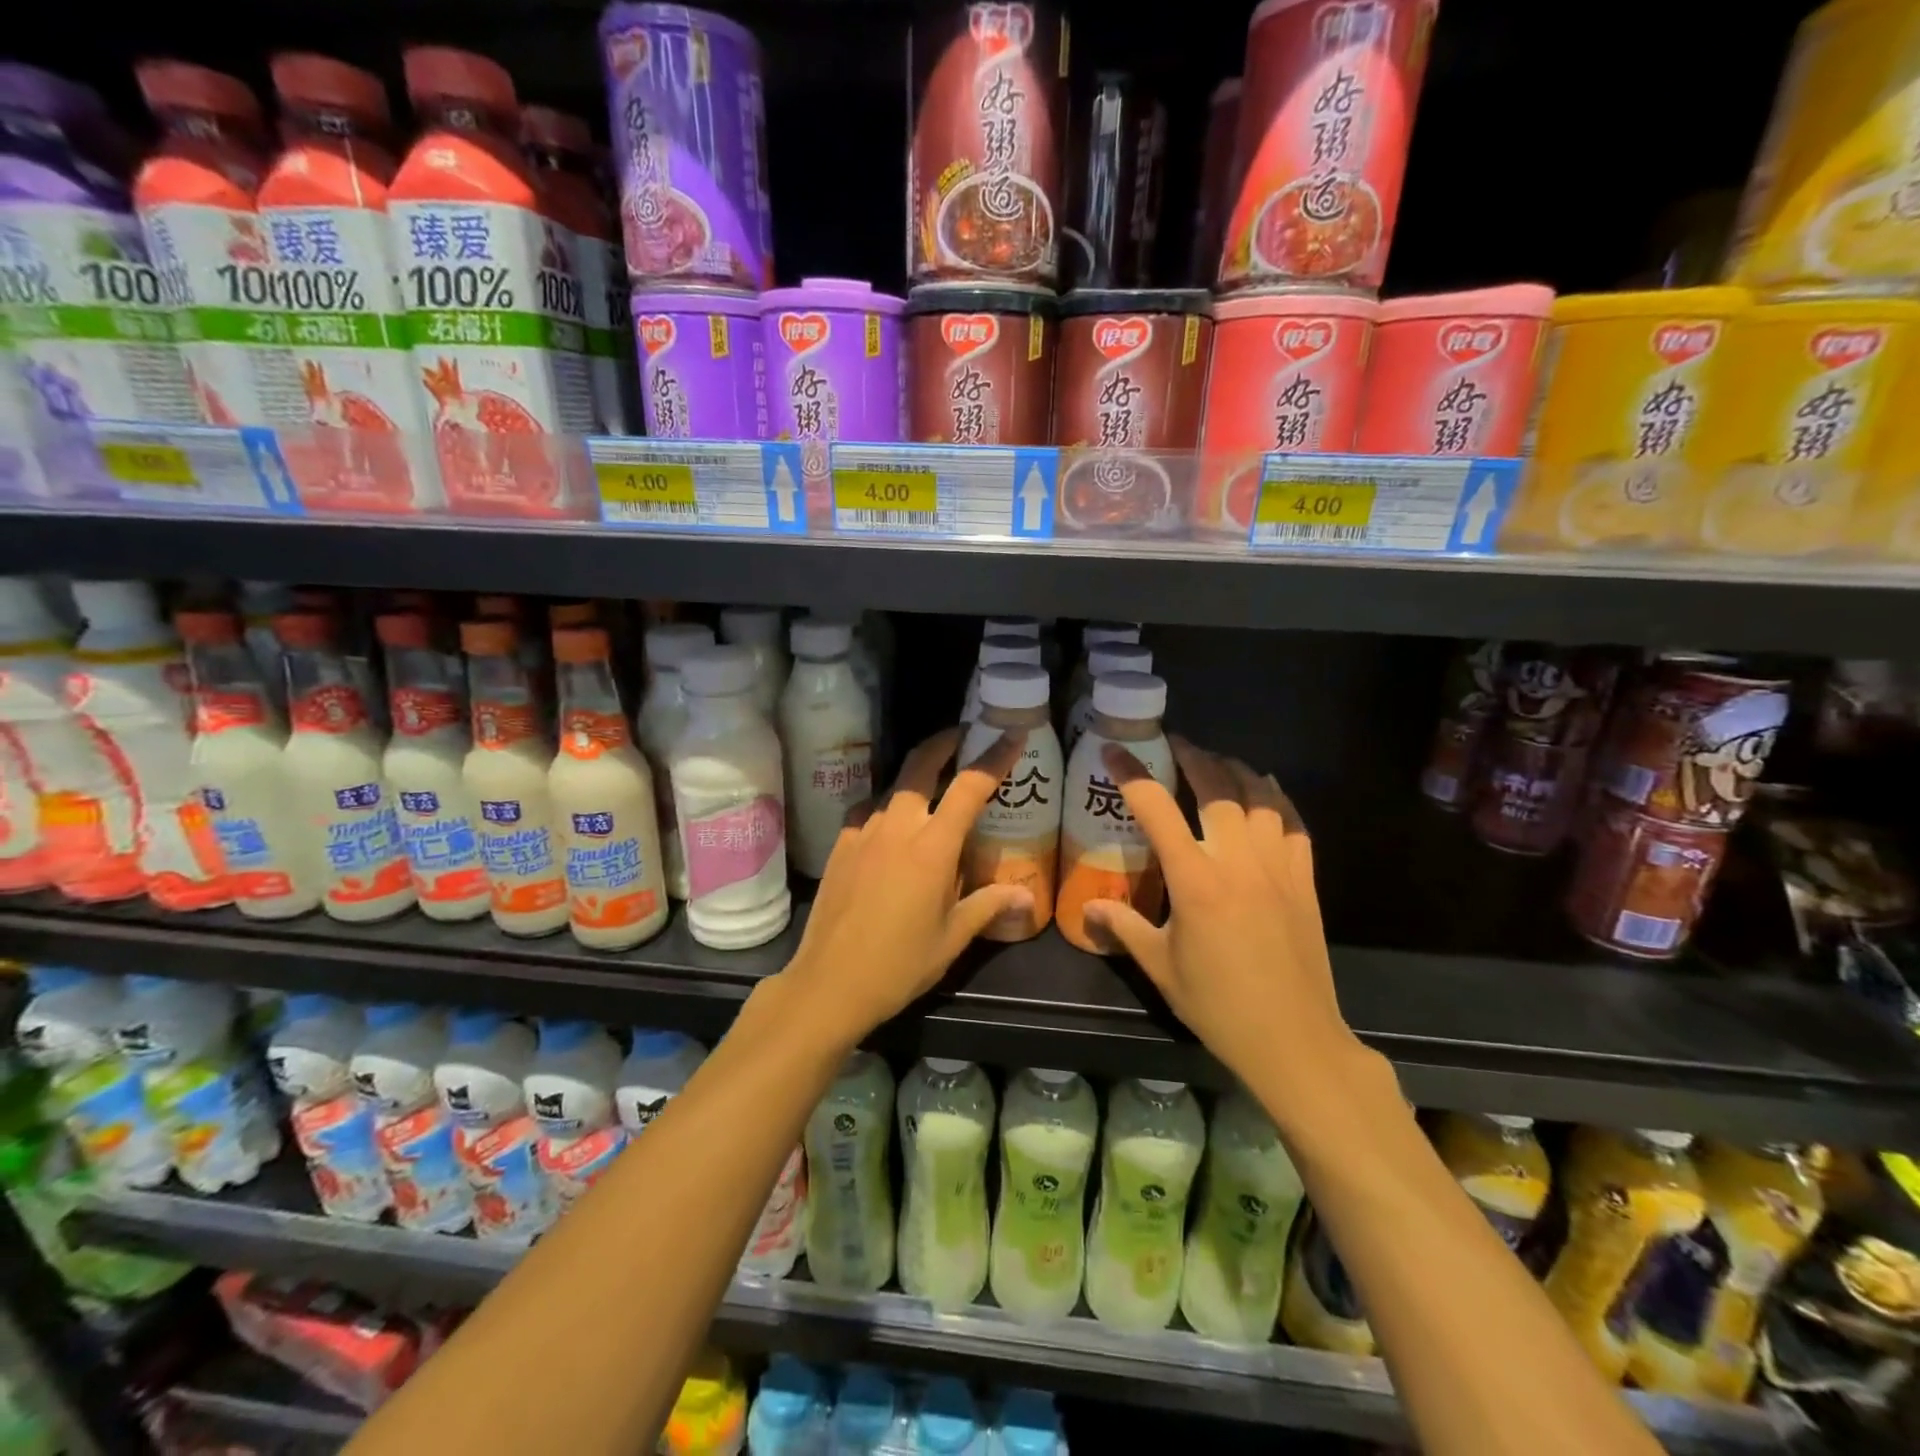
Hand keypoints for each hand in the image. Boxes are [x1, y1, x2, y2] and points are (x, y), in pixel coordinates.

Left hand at [780, 727, 1032, 1043]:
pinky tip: (891, 828)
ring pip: (893, 788)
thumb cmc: (899, 964)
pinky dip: (887, 808)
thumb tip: (1026, 896)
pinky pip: (868, 812)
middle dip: (943, 743)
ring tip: (931, 790)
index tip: (1012, 734)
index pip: (970, 786)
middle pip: (920, 765)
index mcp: (932, 847)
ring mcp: (863, 832)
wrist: (829, 983)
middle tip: (962, 737)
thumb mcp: (952, 938)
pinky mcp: (840, 845)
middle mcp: (897, 827)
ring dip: (915, 780)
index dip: (994, 756)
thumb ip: (988, 906)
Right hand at [1083, 737, 1367, 1104]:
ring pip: (1260, 798)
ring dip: (1236, 771)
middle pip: (1216, 787)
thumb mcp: (1160, 966)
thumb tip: (1086, 911)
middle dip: (1193, 757)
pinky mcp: (1305, 881)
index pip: (1157, 808)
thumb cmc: (1217, 1005)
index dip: (1132, 773)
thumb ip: (1122, 927)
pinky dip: (1279, 800)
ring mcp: (1278, 868)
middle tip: (1175, 743)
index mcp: (1195, 880)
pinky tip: (1268, 793)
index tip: (1113, 750)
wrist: (1293, 1040)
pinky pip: (1295, 825)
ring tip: (1218, 762)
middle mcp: (1238, 861)